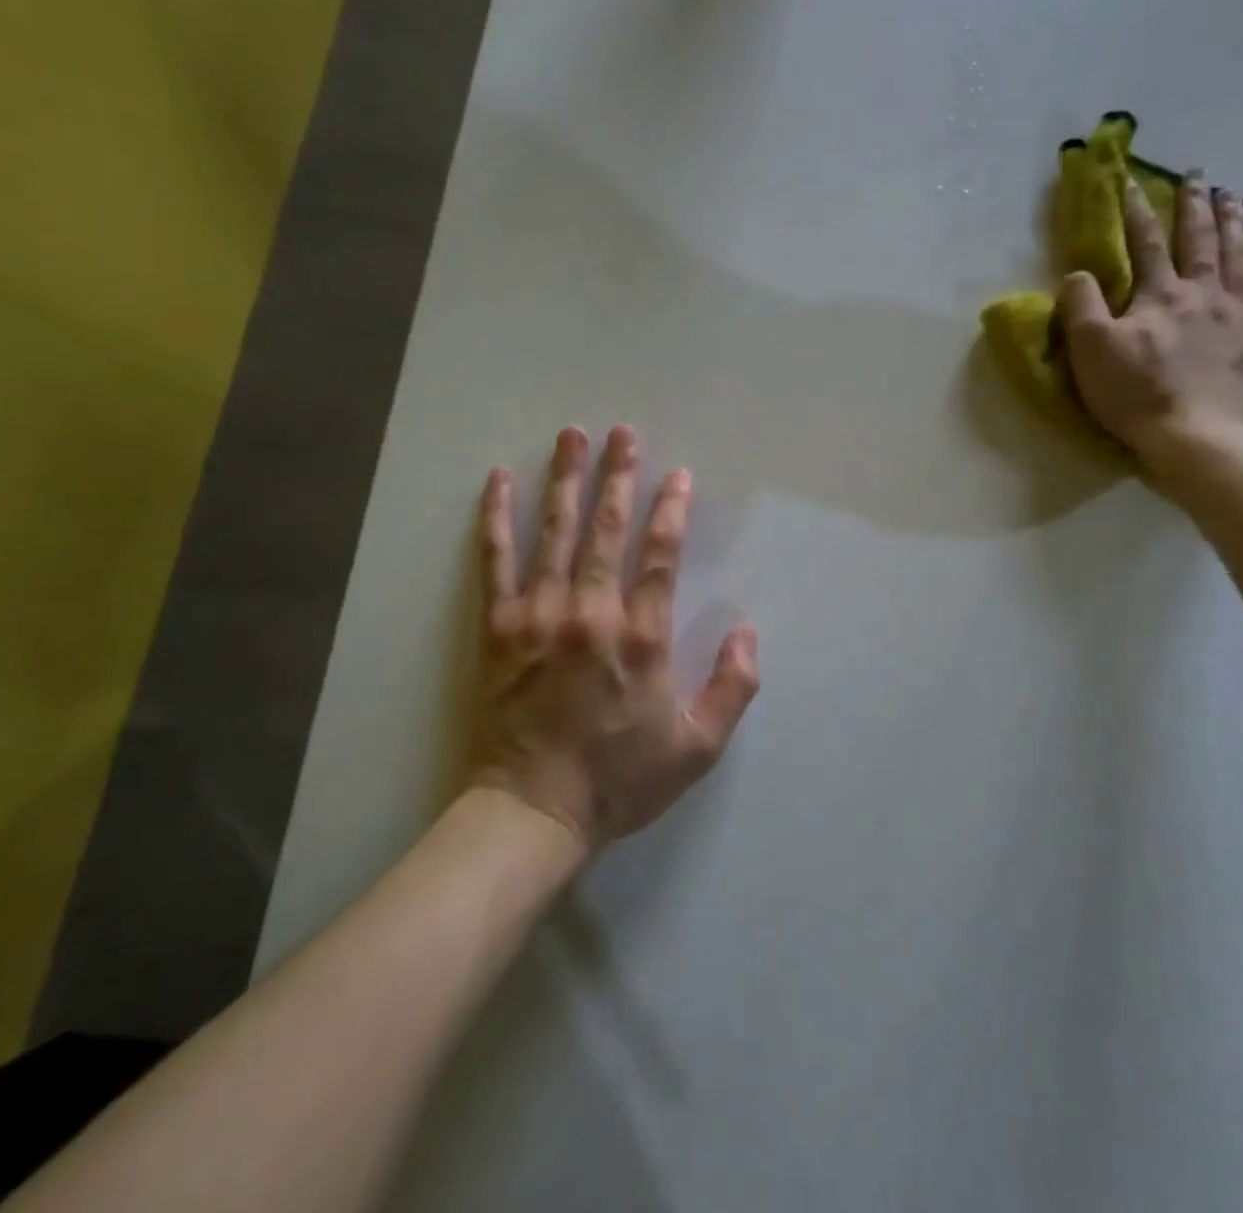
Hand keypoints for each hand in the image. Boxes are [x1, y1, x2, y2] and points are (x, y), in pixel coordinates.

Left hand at [472, 426, 760, 850]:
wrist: (532, 810)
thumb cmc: (619, 779)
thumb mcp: (697, 747)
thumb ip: (732, 688)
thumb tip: (746, 631)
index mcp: (640, 637)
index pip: (661, 556)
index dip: (672, 510)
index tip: (678, 476)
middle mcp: (590, 612)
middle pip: (607, 529)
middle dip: (618, 476)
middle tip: (624, 433)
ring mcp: (538, 614)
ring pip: (555, 532)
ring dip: (566, 480)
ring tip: (572, 435)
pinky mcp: (499, 626)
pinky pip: (496, 560)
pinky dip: (498, 517)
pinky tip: (500, 480)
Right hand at [1057, 171, 1242, 491]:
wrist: (1201, 437)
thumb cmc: (1138, 395)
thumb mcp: (1091, 350)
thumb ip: (1080, 306)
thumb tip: (1077, 274)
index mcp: (1159, 294)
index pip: (1146, 243)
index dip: (1136, 212)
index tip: (1130, 183)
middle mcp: (1202, 292)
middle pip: (1199, 238)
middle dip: (1194, 204)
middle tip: (1197, 175)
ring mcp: (1236, 313)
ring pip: (1237, 253)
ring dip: (1233, 221)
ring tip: (1232, 197)